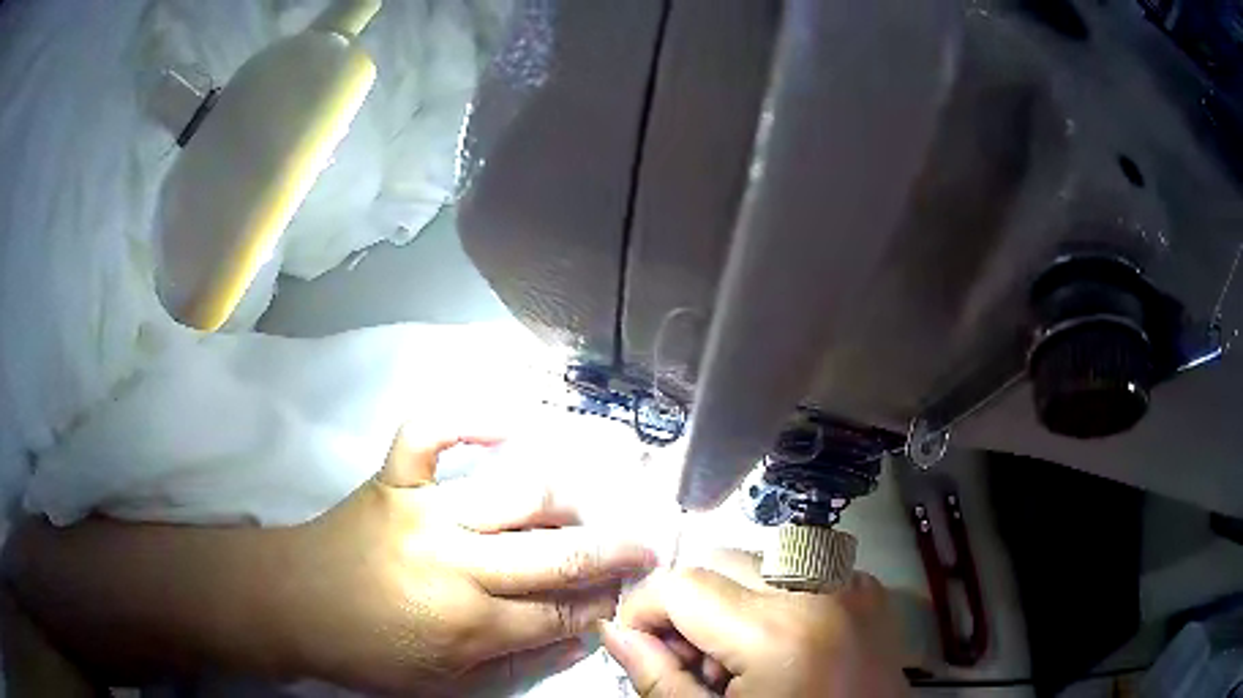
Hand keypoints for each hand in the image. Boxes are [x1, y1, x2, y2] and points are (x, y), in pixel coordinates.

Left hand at [272, 427, 657, 695]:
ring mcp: (422, 512)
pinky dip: (469, 420)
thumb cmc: (368, 652)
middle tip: (647, 545)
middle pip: (556, 555)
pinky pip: (431, 434)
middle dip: (614, 553)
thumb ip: (515, 665)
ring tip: (594, 503)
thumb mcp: (444, 685)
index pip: (558, 614)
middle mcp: (455, 565)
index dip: (601, 605)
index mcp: (467, 624)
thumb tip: (577, 638)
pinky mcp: (392, 480)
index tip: (628, 594)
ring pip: (515, 493)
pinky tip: (507, 425)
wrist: (292, 604)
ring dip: (568, 499)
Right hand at [600, 551, 906, 697]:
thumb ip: (657, 678)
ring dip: (731, 599)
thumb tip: (615, 632)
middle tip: (693, 659)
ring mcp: (853, 583)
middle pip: (720, 561)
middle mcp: (823, 589)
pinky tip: (780, 645)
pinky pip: (801, 570)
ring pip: (758, 560)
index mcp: (781, 632)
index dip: (644, 611)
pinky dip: (774, 598)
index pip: (683, 585)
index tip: (639, 643)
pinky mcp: (868, 587)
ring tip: (740, 656)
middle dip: (690, 605)